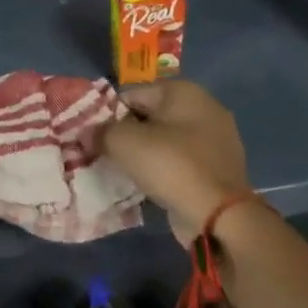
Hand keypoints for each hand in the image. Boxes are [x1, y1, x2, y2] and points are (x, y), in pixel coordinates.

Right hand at [104, 80, 251, 244]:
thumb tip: (87, 133)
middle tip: (108, 155)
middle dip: (129, 134)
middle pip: (151, 116)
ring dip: (147, 154)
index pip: (134, 94)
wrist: (219, 217)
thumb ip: (102, 132)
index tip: (95, 138)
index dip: (110, 115)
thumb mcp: (125, 143)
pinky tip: (151, 186)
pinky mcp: (220, 168)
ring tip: (127, 172)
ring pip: (167, 140)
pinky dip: (166, 170)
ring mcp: (217, 139)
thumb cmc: (171, 166)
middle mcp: (205, 107)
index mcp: (184, 91)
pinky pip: (182, 162)